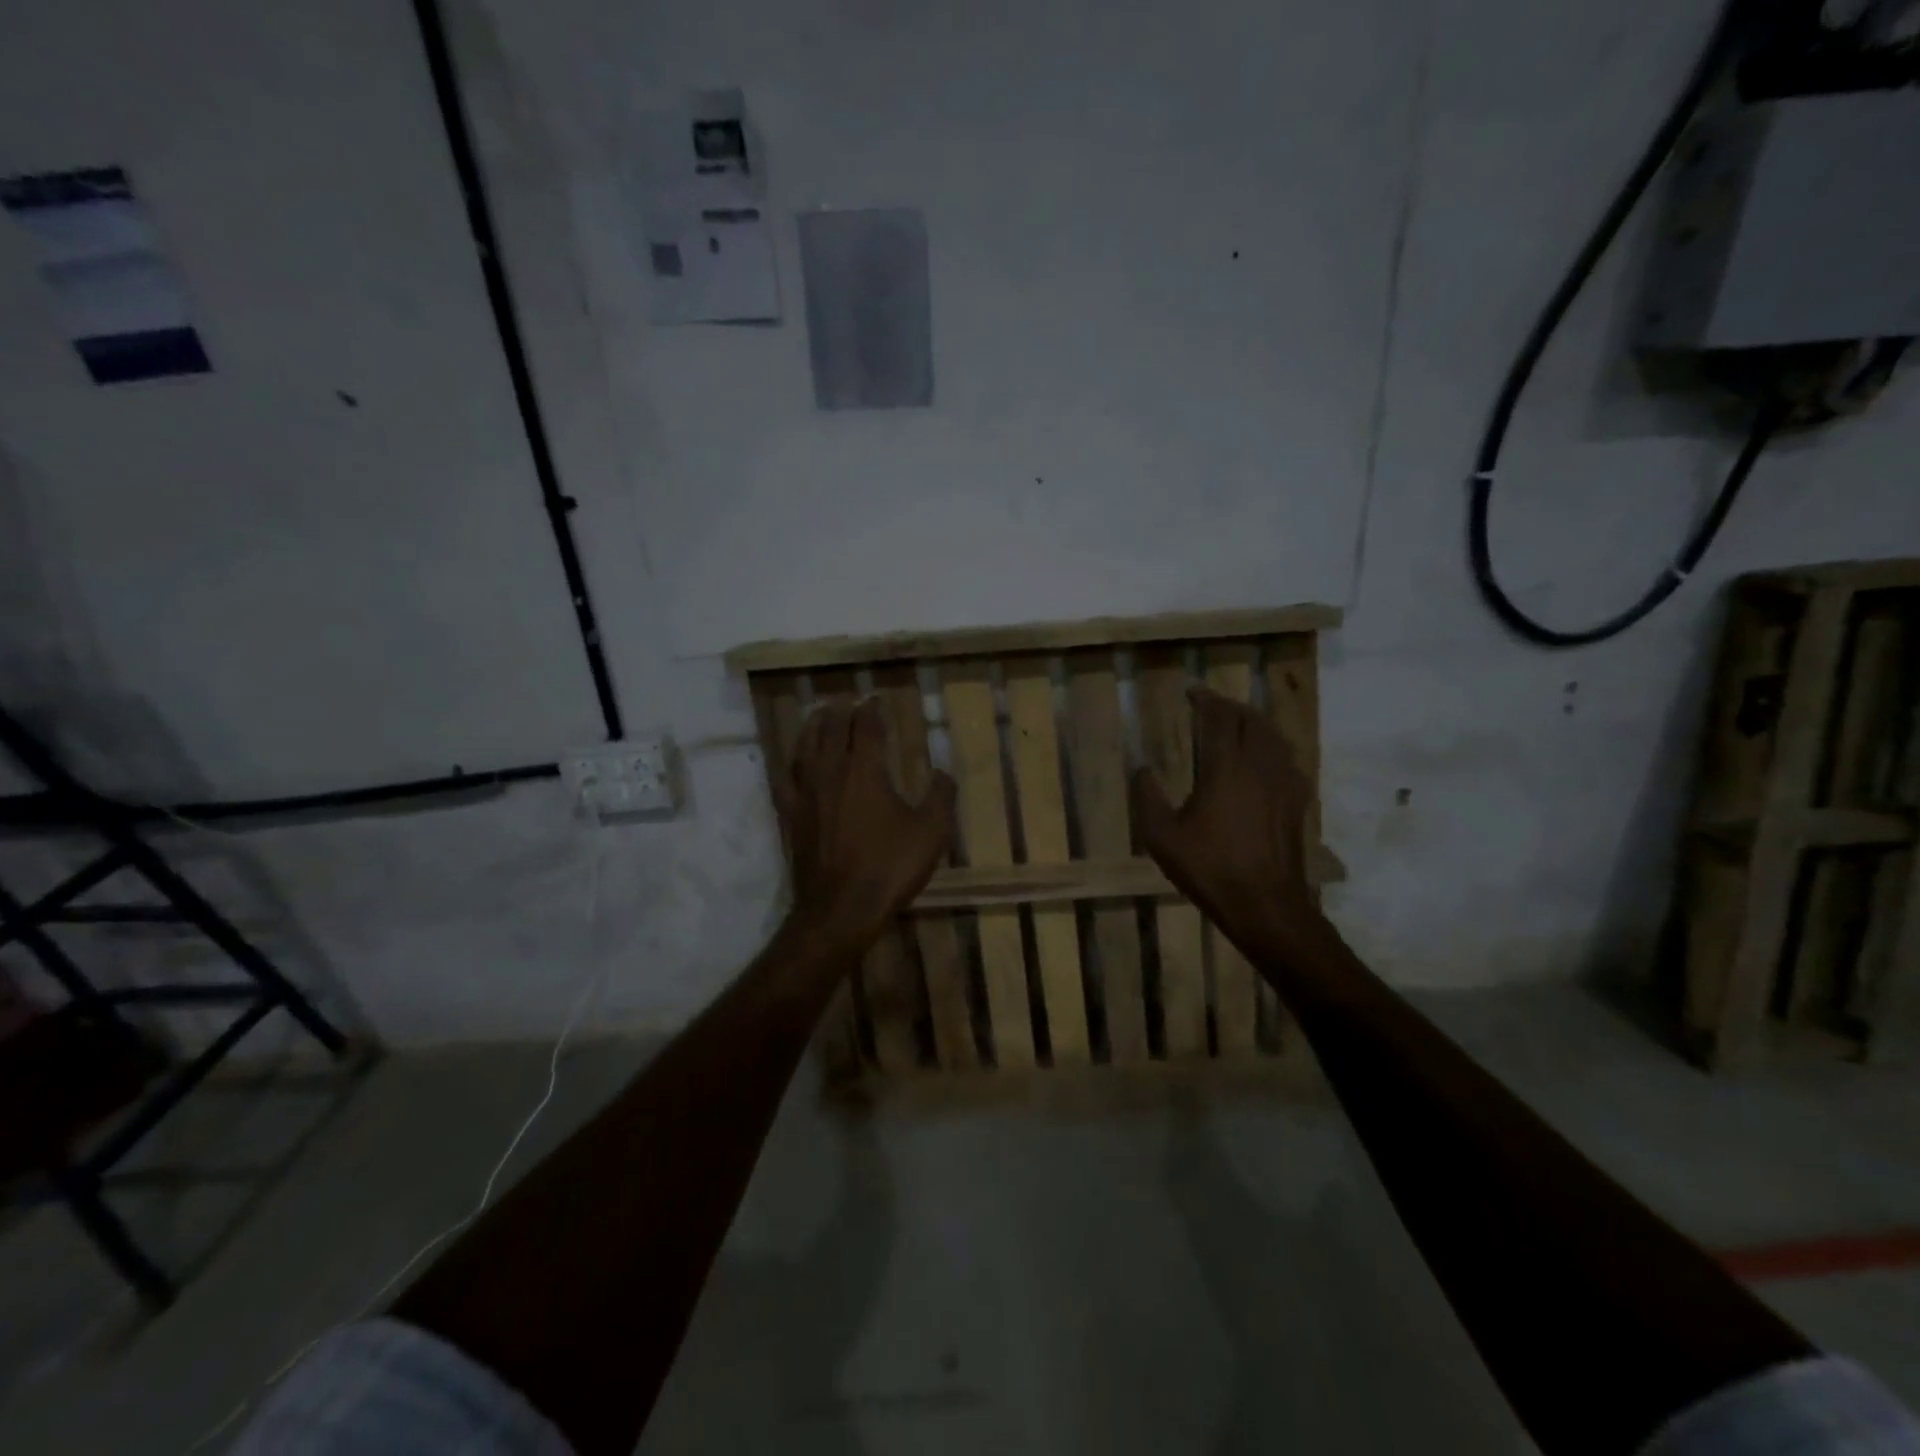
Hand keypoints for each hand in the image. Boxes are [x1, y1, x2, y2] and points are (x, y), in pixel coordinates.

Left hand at [774, 698, 957, 948]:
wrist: (840, 908)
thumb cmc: (889, 867)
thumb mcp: (931, 832)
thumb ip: (940, 796)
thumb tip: (942, 771)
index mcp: (866, 771)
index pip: (867, 728)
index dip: (871, 710)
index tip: (875, 699)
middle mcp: (832, 773)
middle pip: (832, 731)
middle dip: (841, 712)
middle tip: (848, 703)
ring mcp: (807, 794)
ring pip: (805, 748)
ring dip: (813, 727)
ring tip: (818, 716)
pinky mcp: (792, 816)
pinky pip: (786, 779)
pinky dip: (790, 763)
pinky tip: (792, 762)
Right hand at [1132, 686, 1319, 944]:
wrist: (1265, 904)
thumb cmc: (1209, 868)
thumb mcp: (1162, 837)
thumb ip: (1147, 798)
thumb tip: (1142, 768)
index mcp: (1226, 768)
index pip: (1219, 719)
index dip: (1205, 700)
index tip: (1192, 692)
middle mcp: (1259, 766)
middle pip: (1251, 720)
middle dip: (1231, 706)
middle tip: (1211, 705)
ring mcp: (1283, 783)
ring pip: (1273, 737)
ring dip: (1253, 722)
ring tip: (1237, 723)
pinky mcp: (1296, 801)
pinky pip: (1286, 758)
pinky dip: (1271, 746)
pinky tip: (1262, 759)